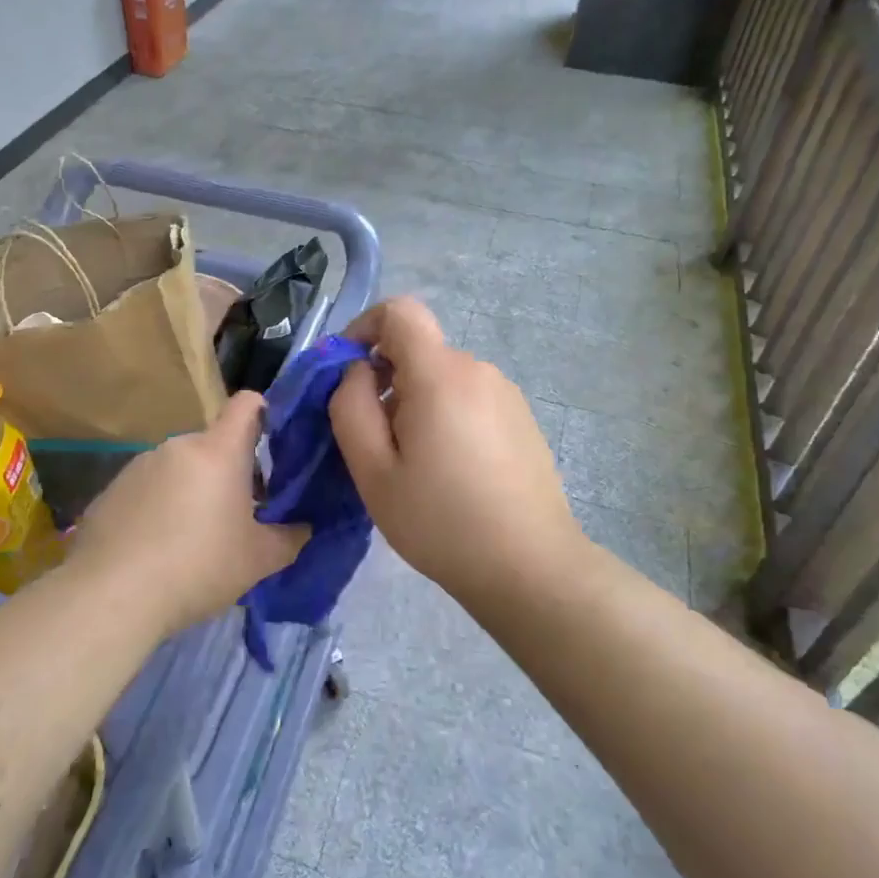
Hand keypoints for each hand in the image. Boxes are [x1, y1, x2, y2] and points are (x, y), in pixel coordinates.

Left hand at [67, 392, 307, 635]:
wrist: (111, 595)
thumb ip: (290, 538)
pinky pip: (147, 489)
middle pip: (214, 445)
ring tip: (192, 538)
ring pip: (179, 467)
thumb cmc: (198, 567)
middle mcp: (178, 446)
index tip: (275, 441)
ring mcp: (139, 465)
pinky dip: (158, 507)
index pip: (247, 404)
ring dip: (192, 489)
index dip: (265, 412)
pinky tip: (155, 548)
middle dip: (229, 472)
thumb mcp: (258, 560)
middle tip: (238, 514)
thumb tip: (304, 528)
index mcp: (218, 451)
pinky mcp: (110, 490)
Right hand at [329, 297, 585, 595]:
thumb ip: (350, 407)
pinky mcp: (521, 418)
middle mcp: (478, 370)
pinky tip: (451, 472)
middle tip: (376, 443)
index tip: (348, 372)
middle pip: (418, 351)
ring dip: (416, 404)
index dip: (364, 327)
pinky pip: (469, 399)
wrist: (530, 566)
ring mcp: (506, 393)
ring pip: (442, 379)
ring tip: (414, 466)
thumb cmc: (441, 521)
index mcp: (440, 375)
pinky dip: (446, 417)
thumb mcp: (373, 471)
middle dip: (386, 382)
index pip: (400, 311)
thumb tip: (357, 372)